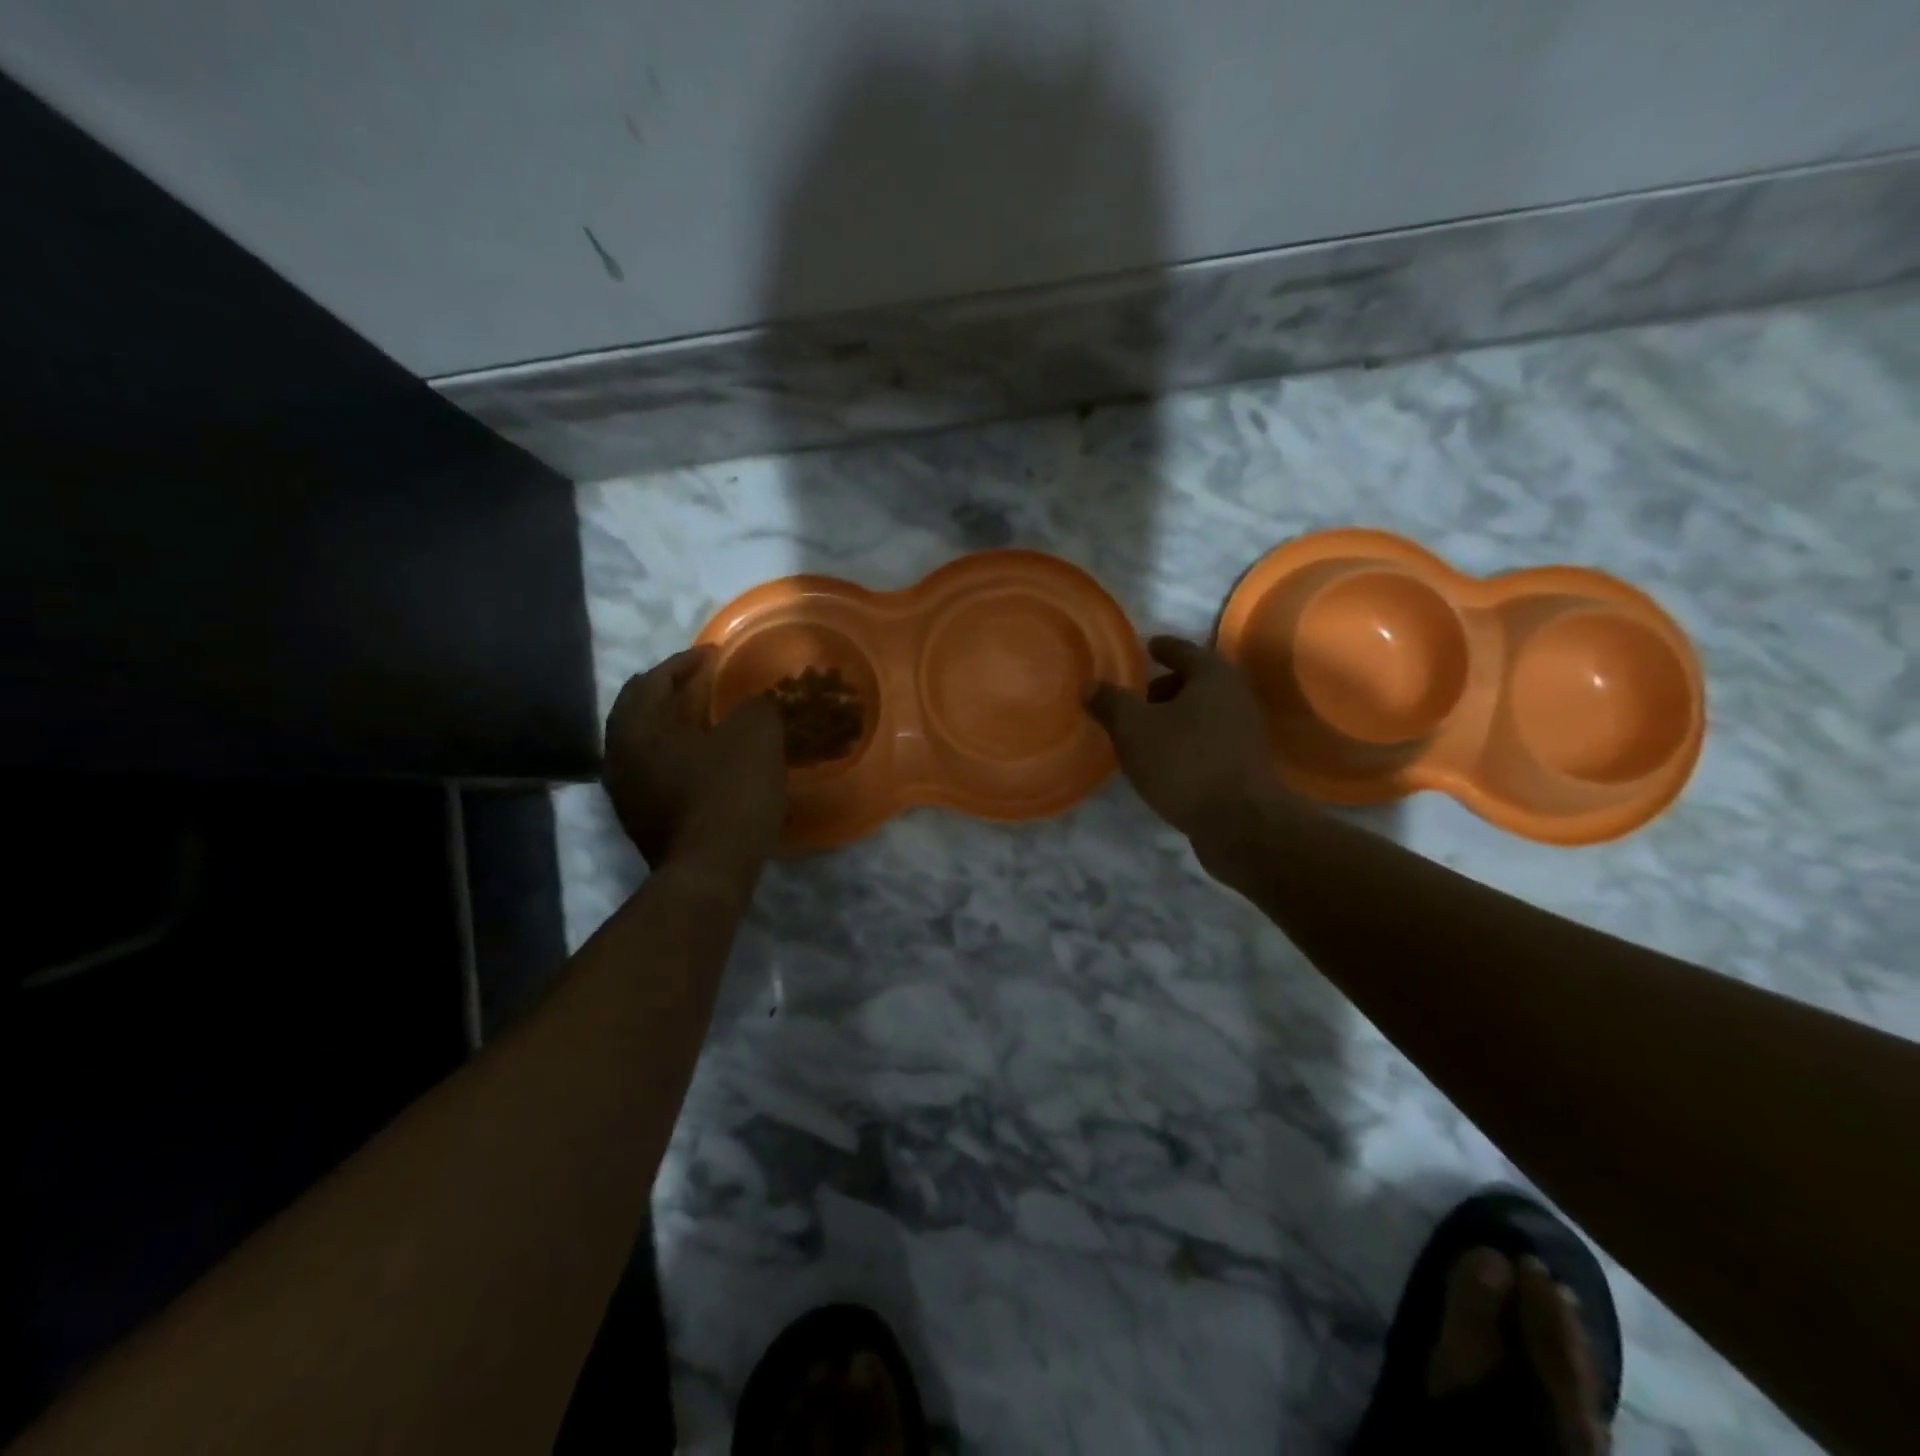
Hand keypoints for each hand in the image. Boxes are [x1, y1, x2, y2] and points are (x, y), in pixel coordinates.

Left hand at [603, 647, 785, 884]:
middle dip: (672, 692)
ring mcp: (625, 791)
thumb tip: (756, 703)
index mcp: (638, 725)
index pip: (655, 678)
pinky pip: (654, 770)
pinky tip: (706, 761)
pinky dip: (676, 755)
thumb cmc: (729, 793)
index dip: (687, 662)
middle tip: (705, 685)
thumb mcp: (756, 736)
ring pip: (645, 742)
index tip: (716, 656)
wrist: (710, 871)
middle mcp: (619, 754)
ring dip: (674, 726)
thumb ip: (755, 706)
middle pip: (641, 709)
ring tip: (708, 721)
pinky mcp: (640, 818)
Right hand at [1085, 636, 1283, 838]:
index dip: (1161, 647)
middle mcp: (1235, 696)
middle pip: (1195, 681)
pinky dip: (1186, 741)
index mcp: (1212, 676)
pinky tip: (1164, 760)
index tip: (1146, 647)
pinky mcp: (1244, 763)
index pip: (1182, 649)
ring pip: (1202, 713)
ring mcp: (1244, 731)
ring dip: (1175, 717)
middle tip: (1136, 698)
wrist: (1239, 822)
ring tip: (1143, 733)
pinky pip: (1208, 740)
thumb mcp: (1133, 729)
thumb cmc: (1183, 762)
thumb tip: (1090, 685)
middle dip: (1165, 686)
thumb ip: (1110, 703)